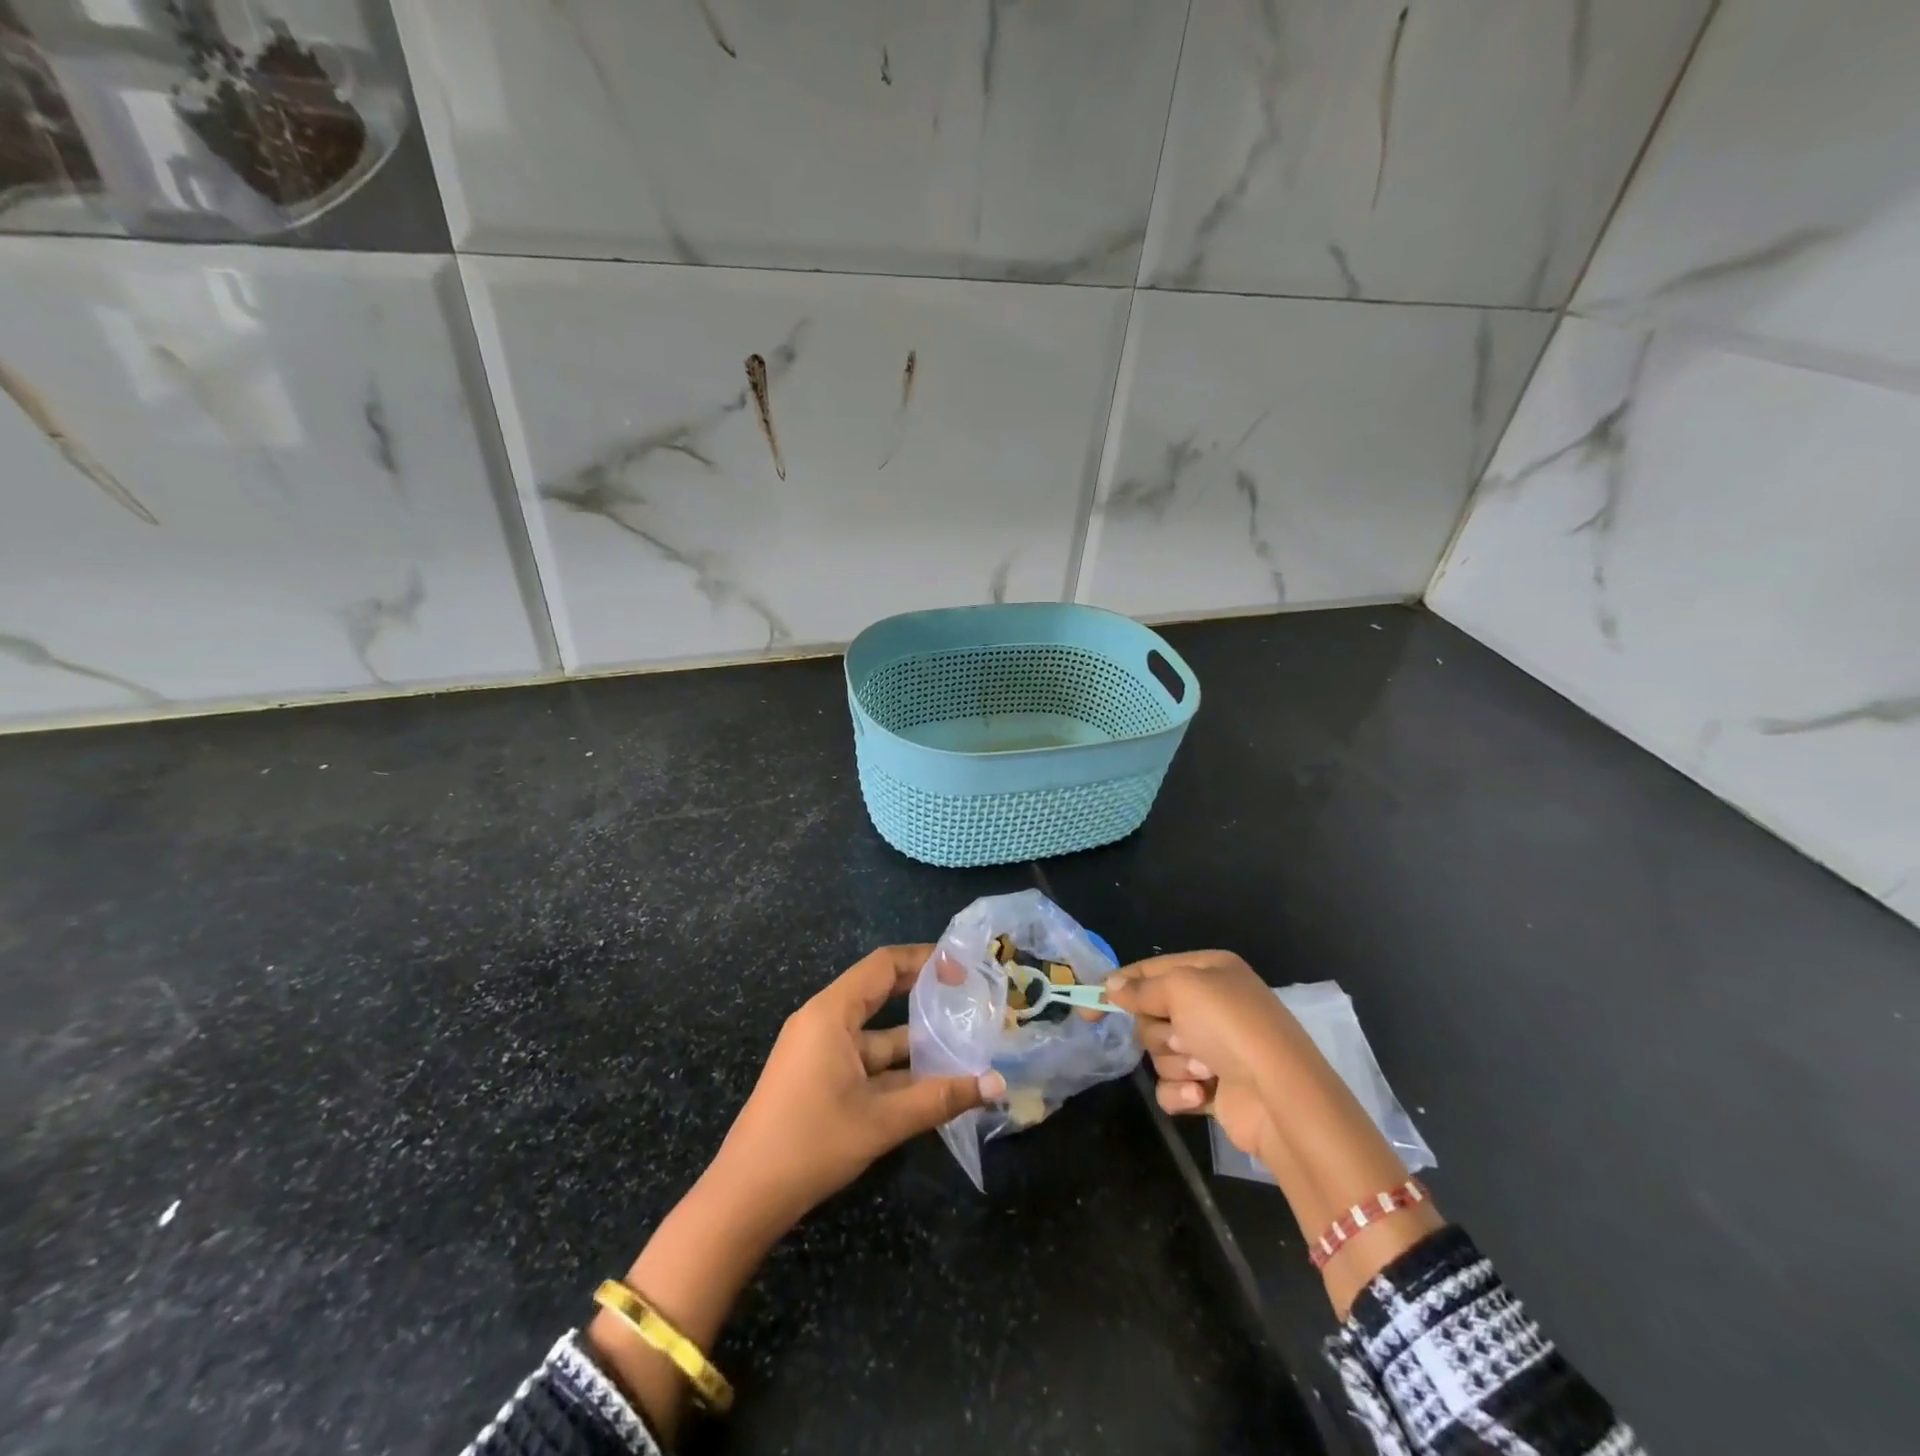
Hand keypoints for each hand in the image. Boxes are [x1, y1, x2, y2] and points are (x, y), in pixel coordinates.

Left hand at [595, 946, 1002, 1437]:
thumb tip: (997, 1085)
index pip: (884, 965)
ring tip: (964, 1044)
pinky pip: (864, 1059)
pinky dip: (896, 1067)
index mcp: (831, 1013)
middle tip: (969, 1000)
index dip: (925, 960)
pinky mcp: (818, 1077)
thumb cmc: (811, 1144)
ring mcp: (818, 1050)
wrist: (744, 1198)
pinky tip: (932, 1082)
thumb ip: (941, 1098)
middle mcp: (824, 1021)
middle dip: (924, 995)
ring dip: (916, 1041)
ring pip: (876, 1034)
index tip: (964, 969)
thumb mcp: (882, 1121)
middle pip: (881, 993)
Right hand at [1104, 950, 1302, 1162]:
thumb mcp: (1182, 989)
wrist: (1281, 1097)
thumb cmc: (1230, 1027)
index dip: (1118, 986)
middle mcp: (1212, 1005)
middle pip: (1151, 1014)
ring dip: (1174, 1062)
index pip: (1150, 970)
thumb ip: (1141, 987)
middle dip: (1159, 1030)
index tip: (1087, 1008)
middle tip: (1182, 1037)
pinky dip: (1180, 1092)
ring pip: (1159, 1051)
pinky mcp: (1212, 1087)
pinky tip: (1200, 1095)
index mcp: (1210, 971)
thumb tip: (1112, 986)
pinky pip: (1172, 1086)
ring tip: (1203, 1070)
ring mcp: (1213, 1047)